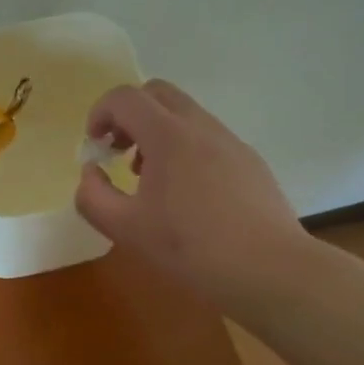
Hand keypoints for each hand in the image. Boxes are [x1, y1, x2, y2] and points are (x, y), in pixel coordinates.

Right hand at [75, 79, 311, 306]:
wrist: (273, 271)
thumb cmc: (193, 248)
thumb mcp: (127, 230)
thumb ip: (93, 197)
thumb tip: (90, 174)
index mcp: (168, 135)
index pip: (124, 98)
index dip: (99, 114)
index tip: (95, 147)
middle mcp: (200, 126)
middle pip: (156, 93)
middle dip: (129, 115)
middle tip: (119, 152)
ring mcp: (230, 141)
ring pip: (184, 114)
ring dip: (157, 132)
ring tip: (150, 179)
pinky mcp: (250, 161)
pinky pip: (207, 138)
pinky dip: (185, 148)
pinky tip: (188, 196)